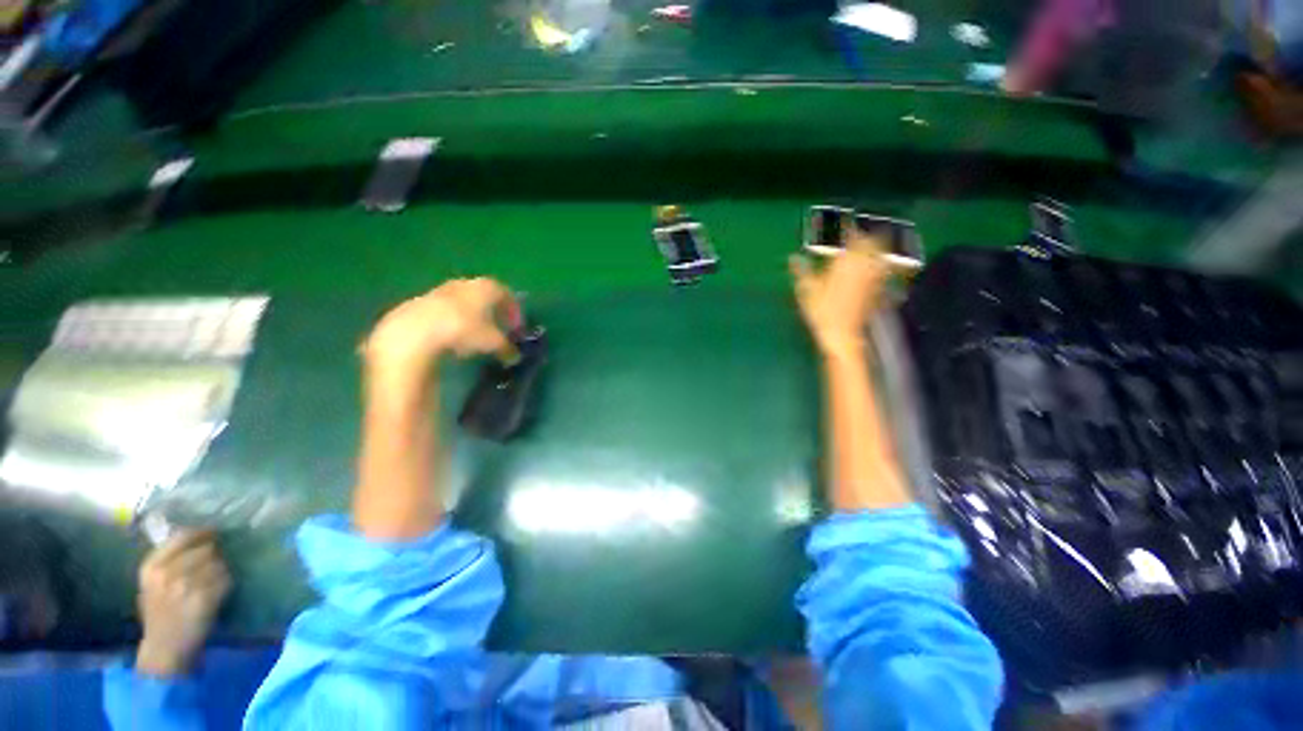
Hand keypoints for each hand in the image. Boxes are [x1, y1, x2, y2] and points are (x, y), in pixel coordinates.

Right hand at [135, 530, 230, 676]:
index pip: (183, 536)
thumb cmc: (159, 612)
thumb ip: (169, 557)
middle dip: (214, 552)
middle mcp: (166, 574)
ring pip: (218, 563)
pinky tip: (219, 589)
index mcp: (151, 567)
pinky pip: (225, 579)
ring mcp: (185, 587)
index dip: (202, 532)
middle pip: (205, 548)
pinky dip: (226, 582)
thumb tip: (198, 532)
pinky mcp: (203, 599)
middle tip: (215, 559)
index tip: (212, 532)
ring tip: (214, 578)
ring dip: (221, 568)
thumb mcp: (152, 581)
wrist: (163, 648)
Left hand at [363, 278, 512, 372]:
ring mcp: (440, 291)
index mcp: (485, 288)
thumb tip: (514, 357)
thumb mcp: (492, 342)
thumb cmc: (463, 330)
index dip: (513, 310)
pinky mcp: (419, 303)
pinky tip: (449, 339)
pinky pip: (443, 311)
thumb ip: (506, 348)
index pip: (506, 293)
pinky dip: (451, 322)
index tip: (516, 327)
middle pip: (483, 295)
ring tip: (472, 337)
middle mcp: (464, 284)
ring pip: (462, 302)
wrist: (413, 331)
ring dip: (471, 316)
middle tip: (496, 328)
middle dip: (492, 311)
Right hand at [790, 223, 892, 361]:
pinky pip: (881, 271)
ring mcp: (874, 277)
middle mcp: (864, 265)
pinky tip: (870, 270)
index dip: (848, 228)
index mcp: (846, 261)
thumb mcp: (807, 290)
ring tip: (865, 249)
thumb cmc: (822, 311)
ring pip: (879, 255)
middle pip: (872, 242)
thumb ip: (801, 271)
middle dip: (865, 236)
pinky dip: (876, 266)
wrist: (843, 335)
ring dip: (874, 249)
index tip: (843, 223)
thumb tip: (793, 258)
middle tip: (855, 236)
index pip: (851, 236)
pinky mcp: (878, 289)